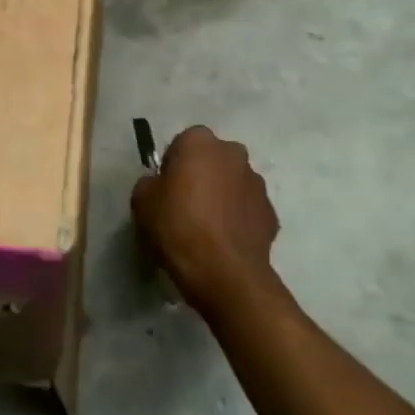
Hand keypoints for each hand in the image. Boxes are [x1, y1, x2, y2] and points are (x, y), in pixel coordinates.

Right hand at [132, 126, 280, 310]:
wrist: (224, 273)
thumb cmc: (178, 226)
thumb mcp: (142, 200)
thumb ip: (151, 183)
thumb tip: (161, 186)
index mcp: (200, 142)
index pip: (182, 143)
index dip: (172, 165)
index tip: (166, 189)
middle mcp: (233, 154)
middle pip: (212, 159)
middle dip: (202, 175)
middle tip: (185, 205)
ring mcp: (257, 184)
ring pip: (233, 183)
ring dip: (222, 196)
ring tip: (206, 228)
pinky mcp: (272, 214)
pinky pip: (247, 210)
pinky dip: (237, 219)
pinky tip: (224, 242)